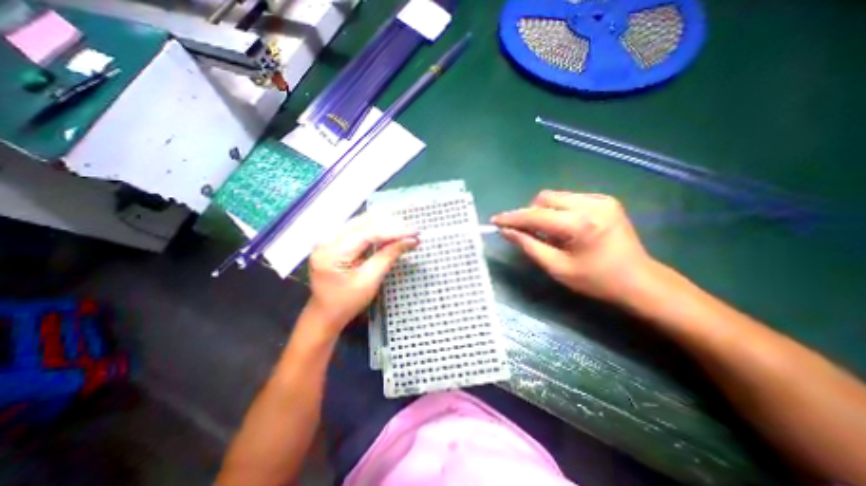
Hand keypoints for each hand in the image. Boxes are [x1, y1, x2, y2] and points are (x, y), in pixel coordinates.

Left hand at [306, 214, 417, 332]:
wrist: (325, 313)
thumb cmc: (347, 302)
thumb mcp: (370, 281)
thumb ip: (389, 256)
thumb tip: (410, 240)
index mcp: (332, 253)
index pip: (368, 233)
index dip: (394, 231)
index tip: (415, 231)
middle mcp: (326, 240)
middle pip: (364, 223)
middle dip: (391, 225)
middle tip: (413, 230)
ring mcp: (328, 238)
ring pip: (362, 222)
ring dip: (385, 224)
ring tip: (405, 229)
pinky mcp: (333, 240)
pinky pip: (357, 228)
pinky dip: (376, 228)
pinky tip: (390, 231)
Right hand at [490, 189, 653, 301]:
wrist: (639, 281)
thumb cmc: (596, 281)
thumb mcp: (556, 268)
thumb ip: (528, 246)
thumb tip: (506, 231)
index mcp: (580, 225)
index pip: (536, 215)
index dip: (512, 218)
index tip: (495, 220)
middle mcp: (591, 204)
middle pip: (544, 198)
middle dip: (530, 213)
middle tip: (526, 232)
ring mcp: (601, 199)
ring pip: (556, 196)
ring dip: (543, 211)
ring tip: (547, 232)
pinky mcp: (605, 200)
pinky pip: (569, 199)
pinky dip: (558, 210)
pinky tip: (563, 227)